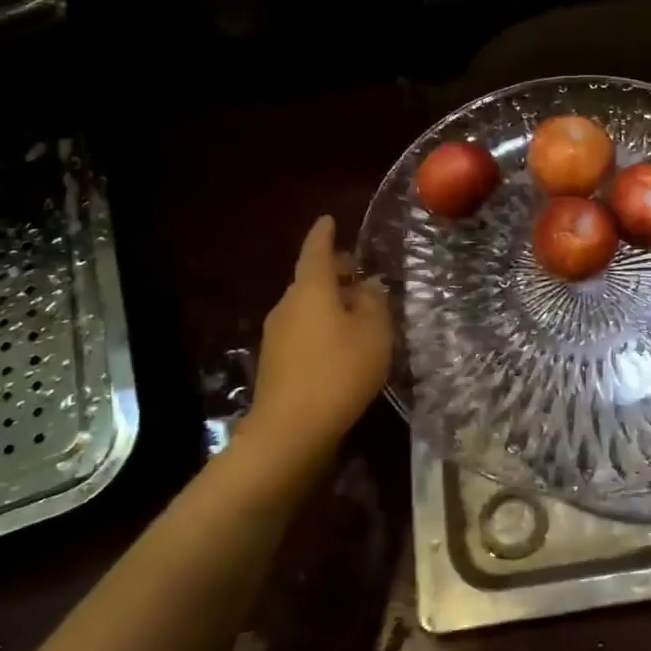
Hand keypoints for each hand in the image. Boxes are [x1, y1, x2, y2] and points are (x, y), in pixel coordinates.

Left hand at [240, 216, 392, 488]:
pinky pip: (303, 331)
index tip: (329, 219)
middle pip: (311, 279)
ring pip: (306, 307)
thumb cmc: (339, 371)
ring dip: (329, 303)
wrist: (291, 431)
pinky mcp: (276, 364)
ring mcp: (277, 335)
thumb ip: (374, 302)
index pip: (316, 250)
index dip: (325, 234)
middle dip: (333, 273)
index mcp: (311, 289)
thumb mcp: (373, 333)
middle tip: (358, 272)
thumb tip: (368, 286)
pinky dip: (322, 327)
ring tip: (357, 311)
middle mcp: (287, 305)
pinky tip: (342, 345)